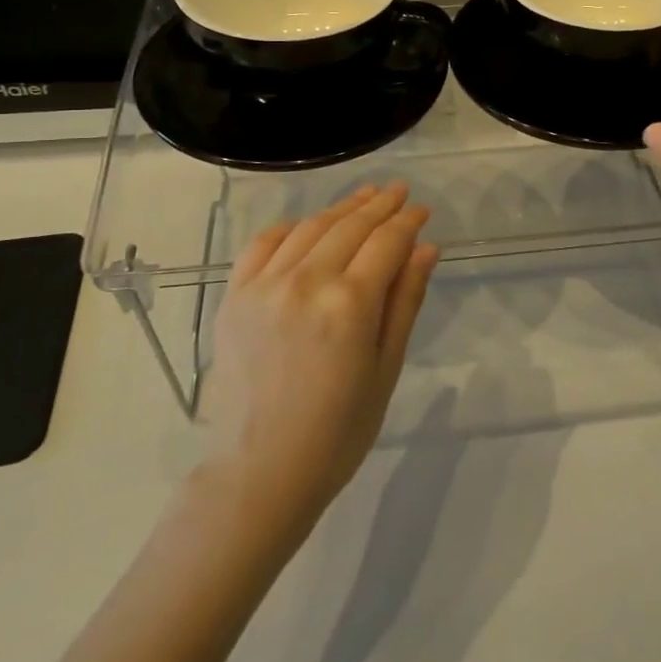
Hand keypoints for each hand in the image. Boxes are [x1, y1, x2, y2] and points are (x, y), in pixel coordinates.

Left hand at [204, 183, 437, 527]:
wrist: (261, 470)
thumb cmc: (338, 430)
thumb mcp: (386, 367)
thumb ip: (405, 300)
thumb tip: (426, 247)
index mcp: (349, 303)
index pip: (386, 242)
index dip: (407, 221)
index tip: (421, 209)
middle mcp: (306, 281)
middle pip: (349, 226)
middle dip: (379, 205)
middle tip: (398, 191)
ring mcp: (264, 285)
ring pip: (310, 227)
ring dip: (340, 208)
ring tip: (363, 197)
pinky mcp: (234, 295)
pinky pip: (263, 244)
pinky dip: (290, 227)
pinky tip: (307, 224)